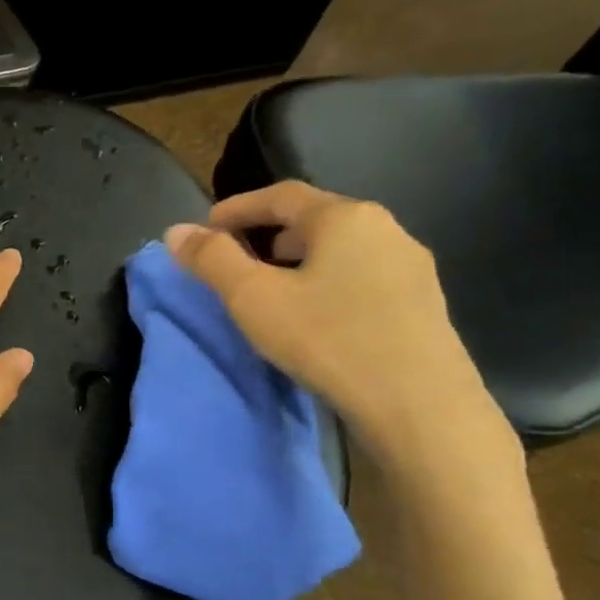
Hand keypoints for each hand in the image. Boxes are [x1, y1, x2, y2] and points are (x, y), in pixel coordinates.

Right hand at [165, 182, 508, 468]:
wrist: (419, 404)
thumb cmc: (327, 339)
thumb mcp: (253, 298)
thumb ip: (212, 260)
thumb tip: (176, 231)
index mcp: (344, 217)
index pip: (281, 195)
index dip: (237, 208)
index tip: (205, 229)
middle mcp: (385, 229)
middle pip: (314, 219)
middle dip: (268, 235)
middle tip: (235, 262)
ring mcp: (410, 267)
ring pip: (340, 250)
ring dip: (299, 261)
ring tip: (271, 291)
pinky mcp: (422, 304)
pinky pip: (361, 278)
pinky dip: (327, 283)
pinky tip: (315, 317)